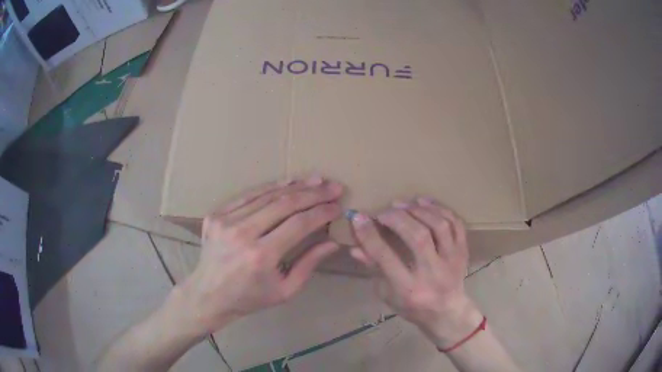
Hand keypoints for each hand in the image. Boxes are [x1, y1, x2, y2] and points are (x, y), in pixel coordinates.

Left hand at [175, 176, 342, 336]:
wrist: (209, 294)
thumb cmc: (250, 298)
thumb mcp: (285, 290)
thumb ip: (309, 264)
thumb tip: (333, 242)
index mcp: (261, 256)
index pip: (299, 224)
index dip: (322, 212)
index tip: (338, 206)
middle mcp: (242, 233)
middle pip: (285, 204)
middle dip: (314, 194)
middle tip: (334, 187)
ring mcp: (226, 221)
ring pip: (267, 195)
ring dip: (295, 186)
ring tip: (316, 181)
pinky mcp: (216, 214)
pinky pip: (248, 195)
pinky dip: (270, 187)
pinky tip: (288, 182)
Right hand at [349, 197, 482, 348]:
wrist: (448, 313)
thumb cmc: (412, 307)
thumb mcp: (387, 294)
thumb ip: (373, 269)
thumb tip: (355, 247)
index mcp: (409, 289)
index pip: (386, 258)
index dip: (370, 236)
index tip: (359, 218)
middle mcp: (433, 274)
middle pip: (418, 237)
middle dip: (397, 218)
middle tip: (384, 211)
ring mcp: (452, 261)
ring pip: (439, 227)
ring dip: (419, 210)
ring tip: (403, 204)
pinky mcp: (463, 252)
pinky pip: (456, 224)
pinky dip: (440, 209)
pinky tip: (424, 202)